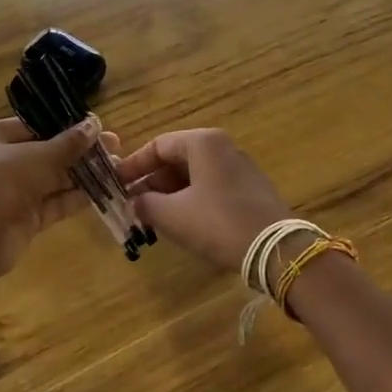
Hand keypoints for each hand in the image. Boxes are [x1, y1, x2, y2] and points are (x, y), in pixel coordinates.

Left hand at [0, 117, 106, 275]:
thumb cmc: (3, 179)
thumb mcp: (39, 155)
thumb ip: (69, 143)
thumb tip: (95, 124)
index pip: (34, 126)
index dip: (66, 126)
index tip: (96, 127)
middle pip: (46, 153)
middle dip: (80, 152)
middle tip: (114, 148)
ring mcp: (12, 192)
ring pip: (53, 180)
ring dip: (82, 175)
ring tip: (116, 168)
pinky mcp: (25, 218)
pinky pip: (54, 203)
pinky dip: (76, 197)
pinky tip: (104, 190)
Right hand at [117, 129, 293, 270]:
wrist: (276, 249)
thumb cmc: (217, 222)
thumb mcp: (172, 215)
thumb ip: (146, 204)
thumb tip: (134, 202)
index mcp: (203, 142)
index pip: (158, 145)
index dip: (134, 165)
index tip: (116, 183)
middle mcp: (222, 147)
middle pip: (176, 159)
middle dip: (151, 182)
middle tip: (131, 203)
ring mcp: (239, 168)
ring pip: (193, 175)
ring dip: (169, 193)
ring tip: (151, 216)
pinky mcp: (249, 190)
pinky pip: (210, 187)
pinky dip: (190, 200)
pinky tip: (179, 222)